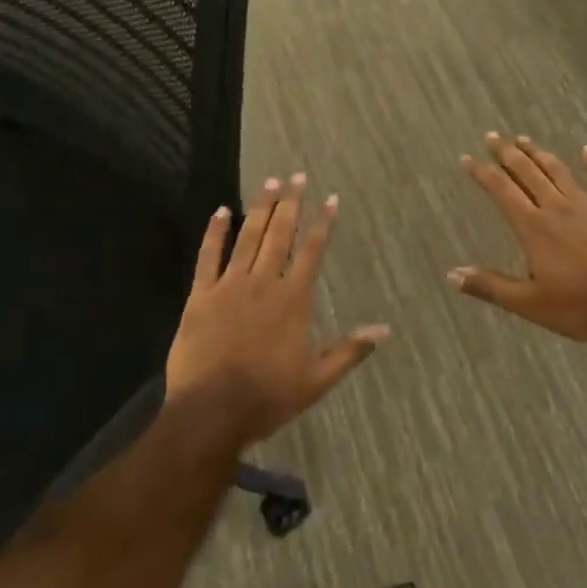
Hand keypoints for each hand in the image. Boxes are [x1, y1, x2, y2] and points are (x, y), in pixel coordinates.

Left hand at [165, 174, 387, 450]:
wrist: (212, 411)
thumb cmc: (268, 397)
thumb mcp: (317, 379)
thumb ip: (350, 351)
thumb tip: (384, 330)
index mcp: (293, 300)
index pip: (312, 251)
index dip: (323, 223)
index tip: (330, 198)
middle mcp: (264, 283)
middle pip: (280, 235)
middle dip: (291, 203)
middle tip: (297, 176)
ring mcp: (230, 286)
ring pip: (248, 237)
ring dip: (260, 208)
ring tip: (270, 182)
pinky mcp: (201, 295)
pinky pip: (208, 256)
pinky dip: (215, 233)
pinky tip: (221, 211)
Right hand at [450, 134, 586, 342]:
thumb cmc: (579, 307)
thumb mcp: (528, 303)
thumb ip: (490, 286)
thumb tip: (452, 275)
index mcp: (533, 228)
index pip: (501, 191)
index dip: (482, 173)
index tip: (467, 158)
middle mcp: (556, 208)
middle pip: (527, 173)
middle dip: (507, 154)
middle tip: (492, 136)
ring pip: (558, 172)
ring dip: (540, 154)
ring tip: (525, 139)